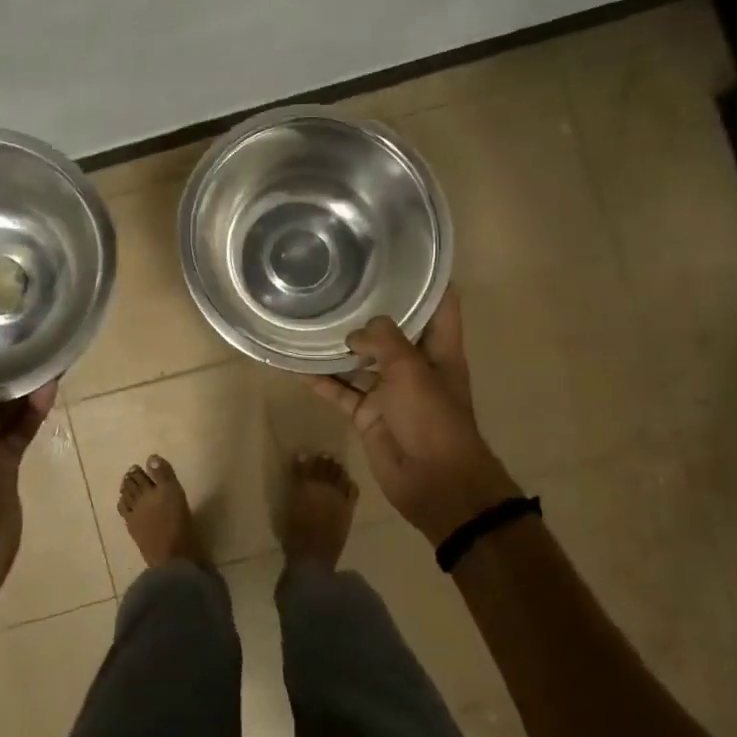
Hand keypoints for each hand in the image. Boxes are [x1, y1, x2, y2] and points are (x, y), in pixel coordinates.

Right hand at [309, 288, 522, 542]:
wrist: (435, 481)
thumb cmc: (432, 418)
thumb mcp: (411, 369)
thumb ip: (384, 341)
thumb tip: (356, 334)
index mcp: (439, 350)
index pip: (439, 306)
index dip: (428, 280)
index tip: (404, 255)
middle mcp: (415, 365)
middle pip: (393, 332)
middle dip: (370, 312)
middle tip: (340, 282)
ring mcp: (390, 391)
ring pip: (361, 362)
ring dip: (339, 347)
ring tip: (311, 319)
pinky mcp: (369, 415)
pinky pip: (341, 392)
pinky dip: (322, 382)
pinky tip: (296, 366)